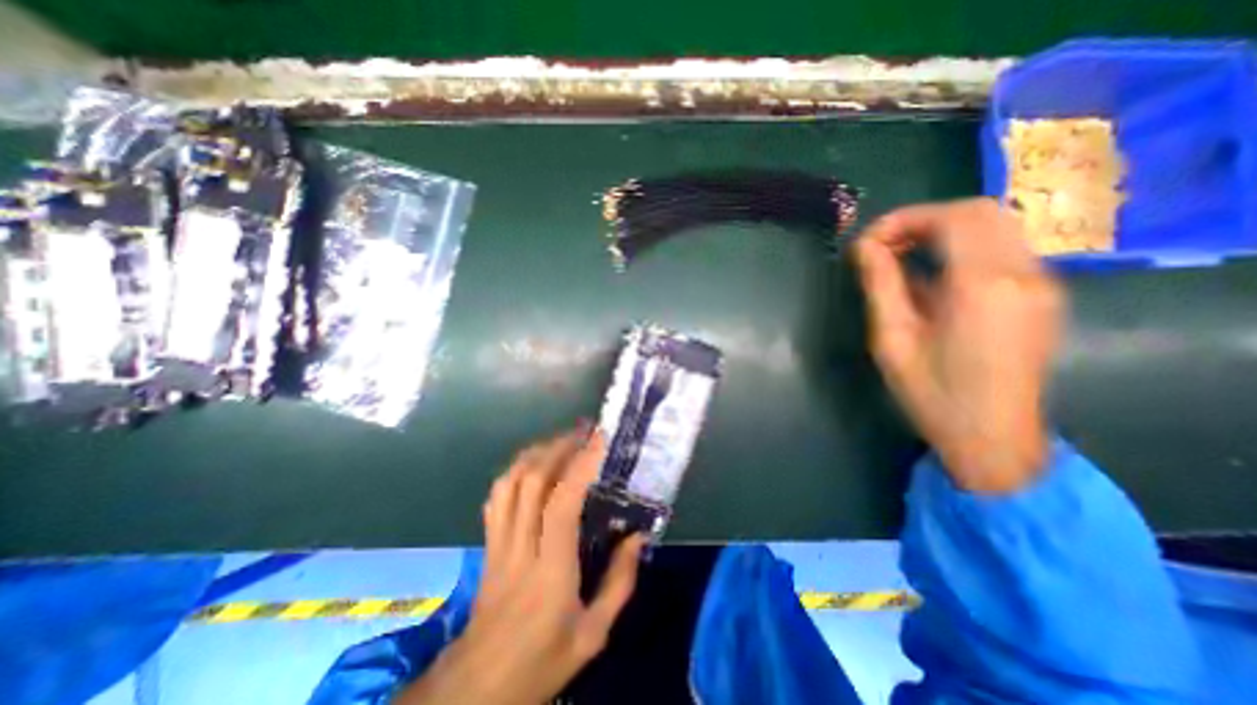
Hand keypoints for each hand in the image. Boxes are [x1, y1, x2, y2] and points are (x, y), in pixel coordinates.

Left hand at [397, 427, 641, 701]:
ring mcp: (498, 543)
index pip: (562, 503)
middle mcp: (521, 547)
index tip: (598, 441)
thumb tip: (638, 536)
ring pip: (510, 483)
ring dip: (536, 454)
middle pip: (532, 482)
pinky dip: (514, 472)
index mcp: (551, 570)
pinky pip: (496, 497)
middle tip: (583, 433)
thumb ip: (620, 582)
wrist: (478, 687)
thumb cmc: (542, 660)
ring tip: (560, 442)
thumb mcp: (594, 634)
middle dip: (559, 448)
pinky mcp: (487, 545)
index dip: (580, 465)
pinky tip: (530, 466)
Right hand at [855, 197, 1058, 491]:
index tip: (866, 243)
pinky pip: (1003, 248)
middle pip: (979, 211)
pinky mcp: (1043, 293)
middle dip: (922, 220)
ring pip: (994, 225)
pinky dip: (962, 246)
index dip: (902, 219)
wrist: (993, 436)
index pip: (951, 217)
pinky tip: (933, 275)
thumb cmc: (932, 392)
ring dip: (942, 230)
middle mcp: (1024, 273)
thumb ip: (881, 285)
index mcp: (983, 286)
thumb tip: (864, 247)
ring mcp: (1042, 282)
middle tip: (883, 247)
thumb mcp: (892, 339)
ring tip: (901, 258)